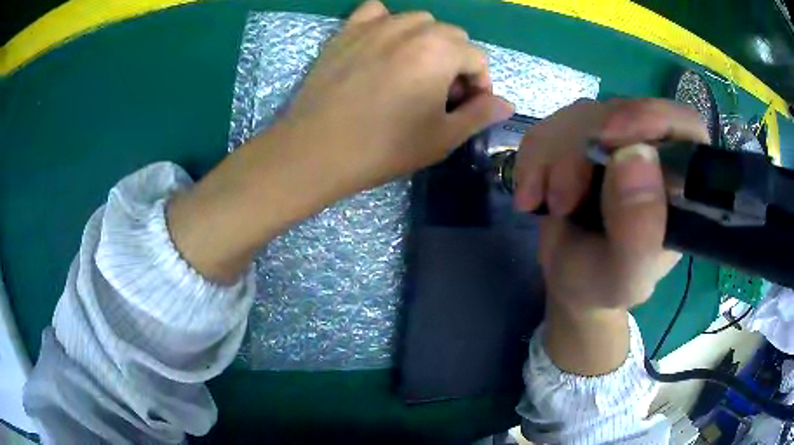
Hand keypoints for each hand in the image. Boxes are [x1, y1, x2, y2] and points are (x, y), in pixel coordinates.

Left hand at [279, 0, 513, 191]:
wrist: (317, 149)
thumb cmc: (384, 147)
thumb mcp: (442, 137)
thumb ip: (480, 114)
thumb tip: (506, 103)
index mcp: (440, 50)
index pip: (478, 57)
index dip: (480, 84)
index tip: (466, 107)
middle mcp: (411, 27)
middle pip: (451, 36)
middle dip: (455, 62)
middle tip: (439, 95)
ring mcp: (375, 25)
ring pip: (418, 22)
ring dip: (426, 42)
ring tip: (413, 72)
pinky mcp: (346, 31)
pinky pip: (375, 12)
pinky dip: (386, 23)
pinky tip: (383, 46)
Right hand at [514, 99, 708, 310]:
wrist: (570, 279)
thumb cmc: (604, 284)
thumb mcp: (625, 277)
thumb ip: (639, 233)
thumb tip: (635, 155)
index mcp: (681, 182)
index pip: (683, 124)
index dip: (651, 118)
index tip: (609, 137)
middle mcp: (653, 150)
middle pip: (622, 113)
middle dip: (583, 150)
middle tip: (563, 200)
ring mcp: (615, 141)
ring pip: (581, 115)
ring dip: (552, 158)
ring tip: (546, 204)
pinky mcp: (581, 138)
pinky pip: (551, 126)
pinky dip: (533, 159)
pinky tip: (532, 195)